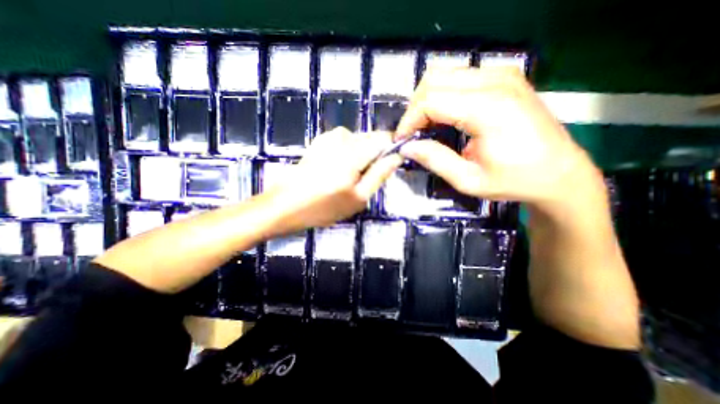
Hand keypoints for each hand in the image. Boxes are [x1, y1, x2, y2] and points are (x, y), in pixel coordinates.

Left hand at [264, 127, 401, 230]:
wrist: (285, 204)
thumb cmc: (323, 207)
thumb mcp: (358, 198)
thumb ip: (380, 174)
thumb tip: (397, 156)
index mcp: (353, 153)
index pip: (383, 139)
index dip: (390, 150)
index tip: (388, 166)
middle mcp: (342, 138)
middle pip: (372, 138)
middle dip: (375, 155)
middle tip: (364, 178)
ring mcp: (329, 136)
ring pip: (359, 139)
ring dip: (361, 155)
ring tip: (349, 176)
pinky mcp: (321, 139)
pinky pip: (346, 141)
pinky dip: (348, 153)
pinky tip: (336, 169)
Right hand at [392, 65, 603, 208]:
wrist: (559, 173)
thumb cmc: (514, 181)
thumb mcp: (468, 180)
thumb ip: (434, 160)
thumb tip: (406, 148)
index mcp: (488, 109)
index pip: (431, 101)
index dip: (409, 121)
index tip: (401, 141)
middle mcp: (496, 82)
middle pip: (434, 80)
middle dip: (414, 108)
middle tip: (412, 134)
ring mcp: (503, 75)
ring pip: (444, 74)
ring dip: (426, 100)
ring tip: (424, 127)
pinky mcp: (504, 77)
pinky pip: (459, 77)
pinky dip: (442, 95)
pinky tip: (443, 117)